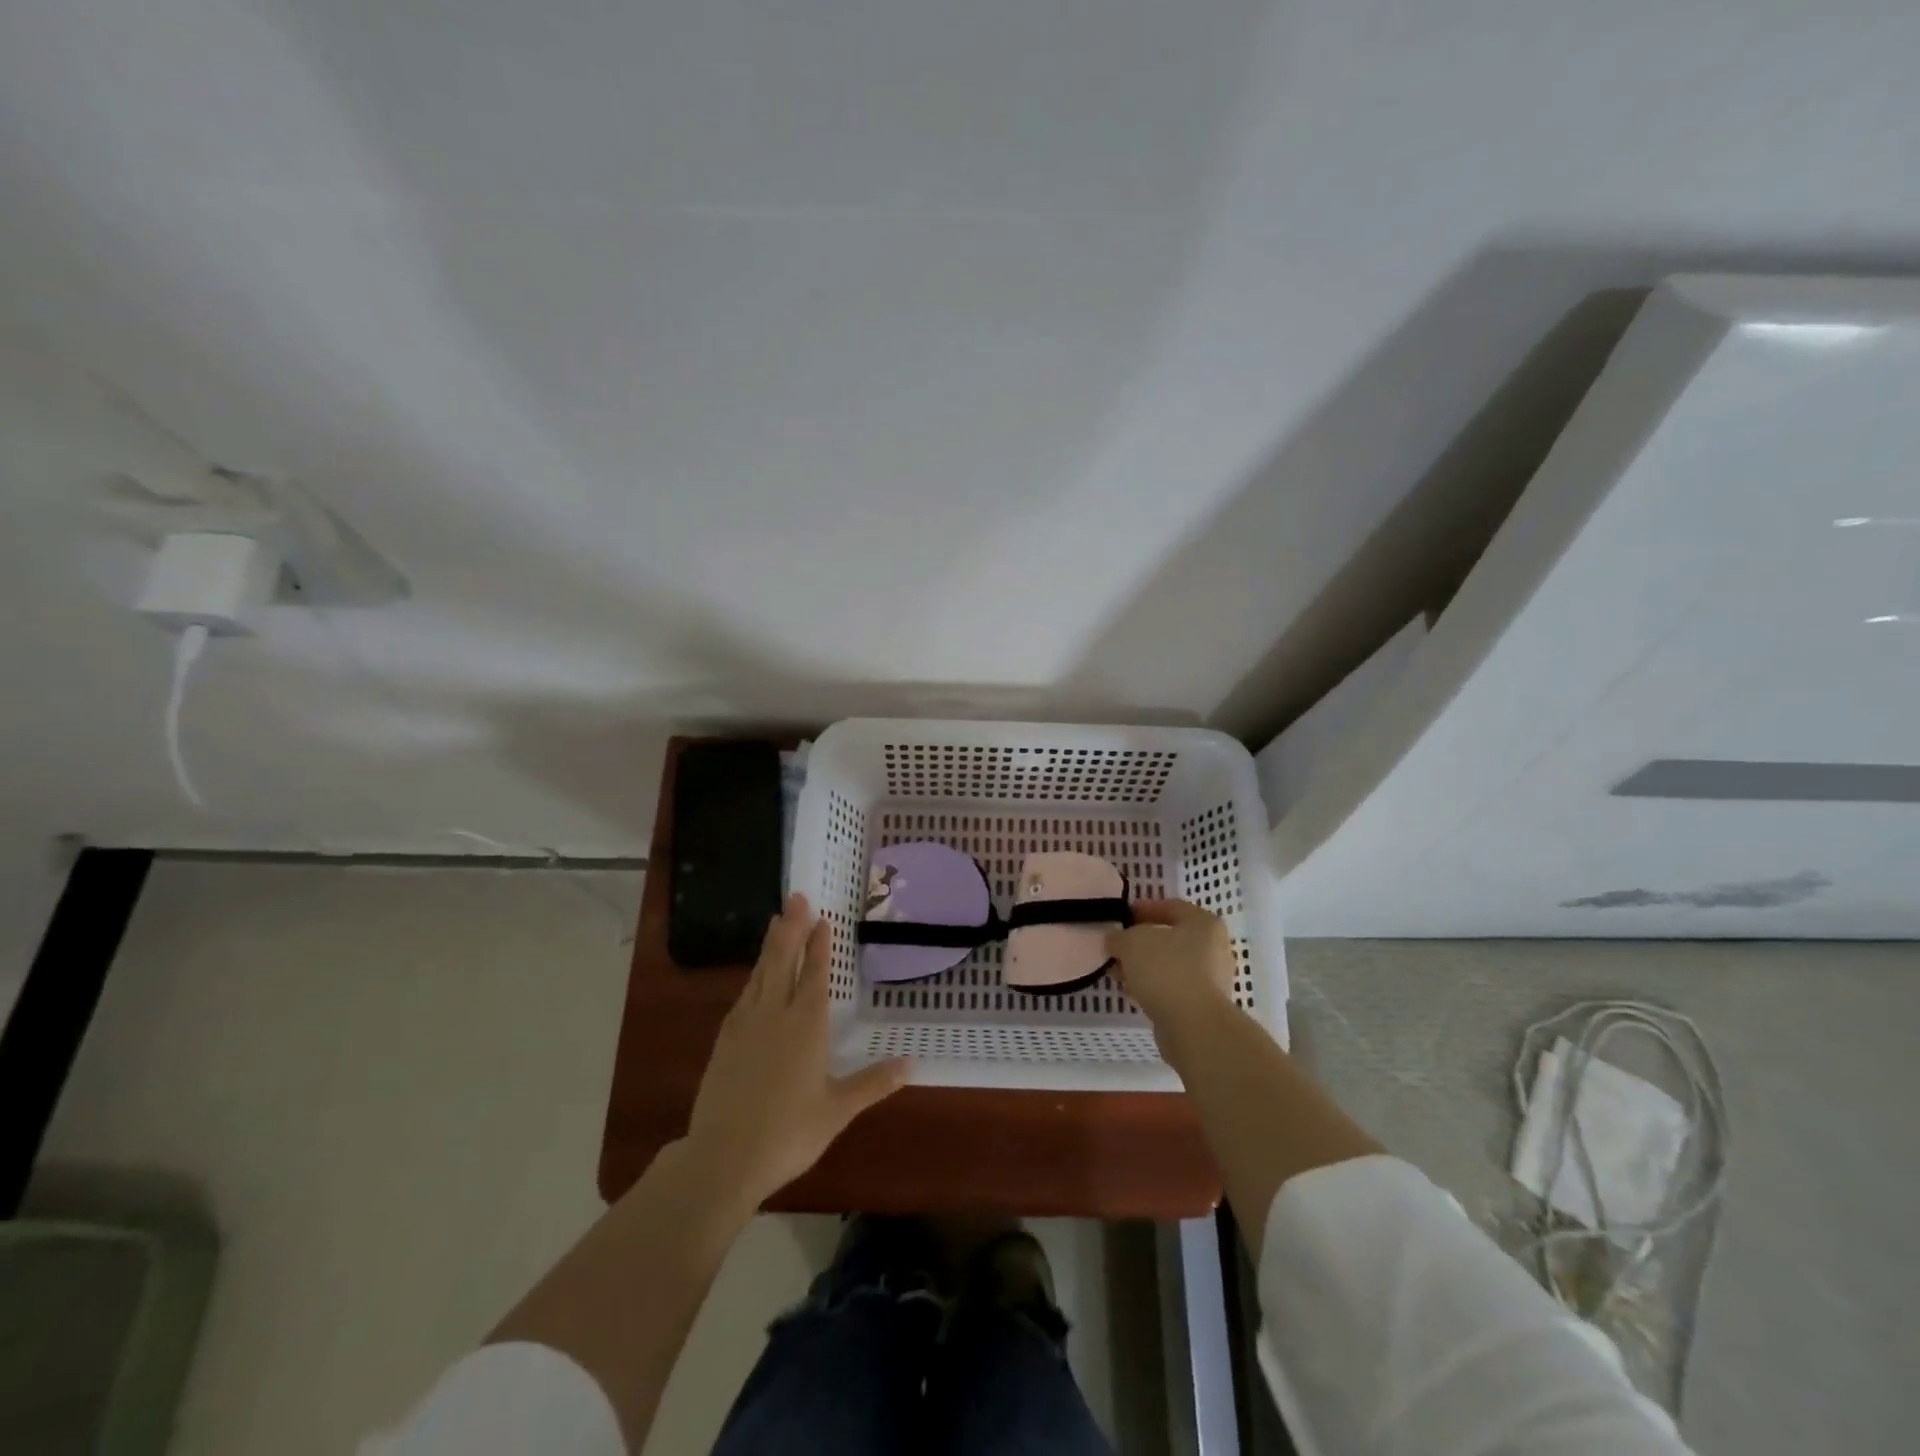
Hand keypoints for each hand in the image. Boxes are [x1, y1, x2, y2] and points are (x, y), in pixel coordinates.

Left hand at [686, 893, 909, 1208]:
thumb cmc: (788, 1133)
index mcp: (806, 1026)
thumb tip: (912, 1063)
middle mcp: (775, 1015)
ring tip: (775, 922)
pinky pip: (743, 997)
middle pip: (783, 961)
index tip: (821, 918)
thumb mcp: (837, 1110)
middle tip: (796, 897)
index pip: (815, 974)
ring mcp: (745, 1026)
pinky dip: (753, 977)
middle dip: (791, 928)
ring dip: (770, 946)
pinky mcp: (724, 1042)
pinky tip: (754, 978)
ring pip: (760, 974)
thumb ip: (873, 1083)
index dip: (819, 945)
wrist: (723, 1158)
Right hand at [1107, 900, 1238, 1059]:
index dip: (1143, 909)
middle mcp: (1214, 948)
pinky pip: (1172, 988)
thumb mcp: (1131, 943)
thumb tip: (1115, 941)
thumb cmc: (1166, 970)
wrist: (1193, 1026)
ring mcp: (1211, 979)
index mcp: (1204, 923)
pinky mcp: (1203, 1006)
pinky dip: (1152, 987)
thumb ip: (1119, 937)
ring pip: (1170, 965)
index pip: (1171, 907)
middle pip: (1171, 938)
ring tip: (1117, 972)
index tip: (1120, 917)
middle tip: (1116, 947)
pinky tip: (1131, 992)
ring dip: (1143, 967)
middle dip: (1140, 942)